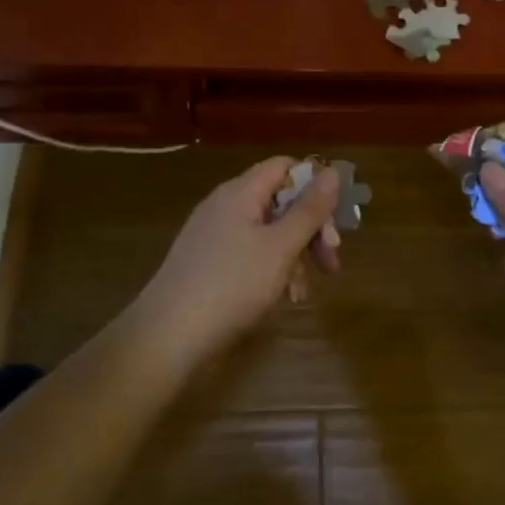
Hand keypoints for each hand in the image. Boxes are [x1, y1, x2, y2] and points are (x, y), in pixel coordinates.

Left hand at [130, 157, 341, 366]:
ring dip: (294, 255)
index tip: (336, 219)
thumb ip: (309, 210)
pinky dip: (271, 269)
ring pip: (267, 232)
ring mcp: (213, 236)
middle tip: (332, 260)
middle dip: (310, 228)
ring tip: (303, 291)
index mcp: (240, 193)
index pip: (284, 167)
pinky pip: (250, 254)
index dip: (314, 185)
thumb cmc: (231, 286)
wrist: (168, 338)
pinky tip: (281, 298)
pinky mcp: (208, 264)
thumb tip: (333, 172)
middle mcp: (225, 207)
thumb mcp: (280, 247)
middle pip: (279, 201)